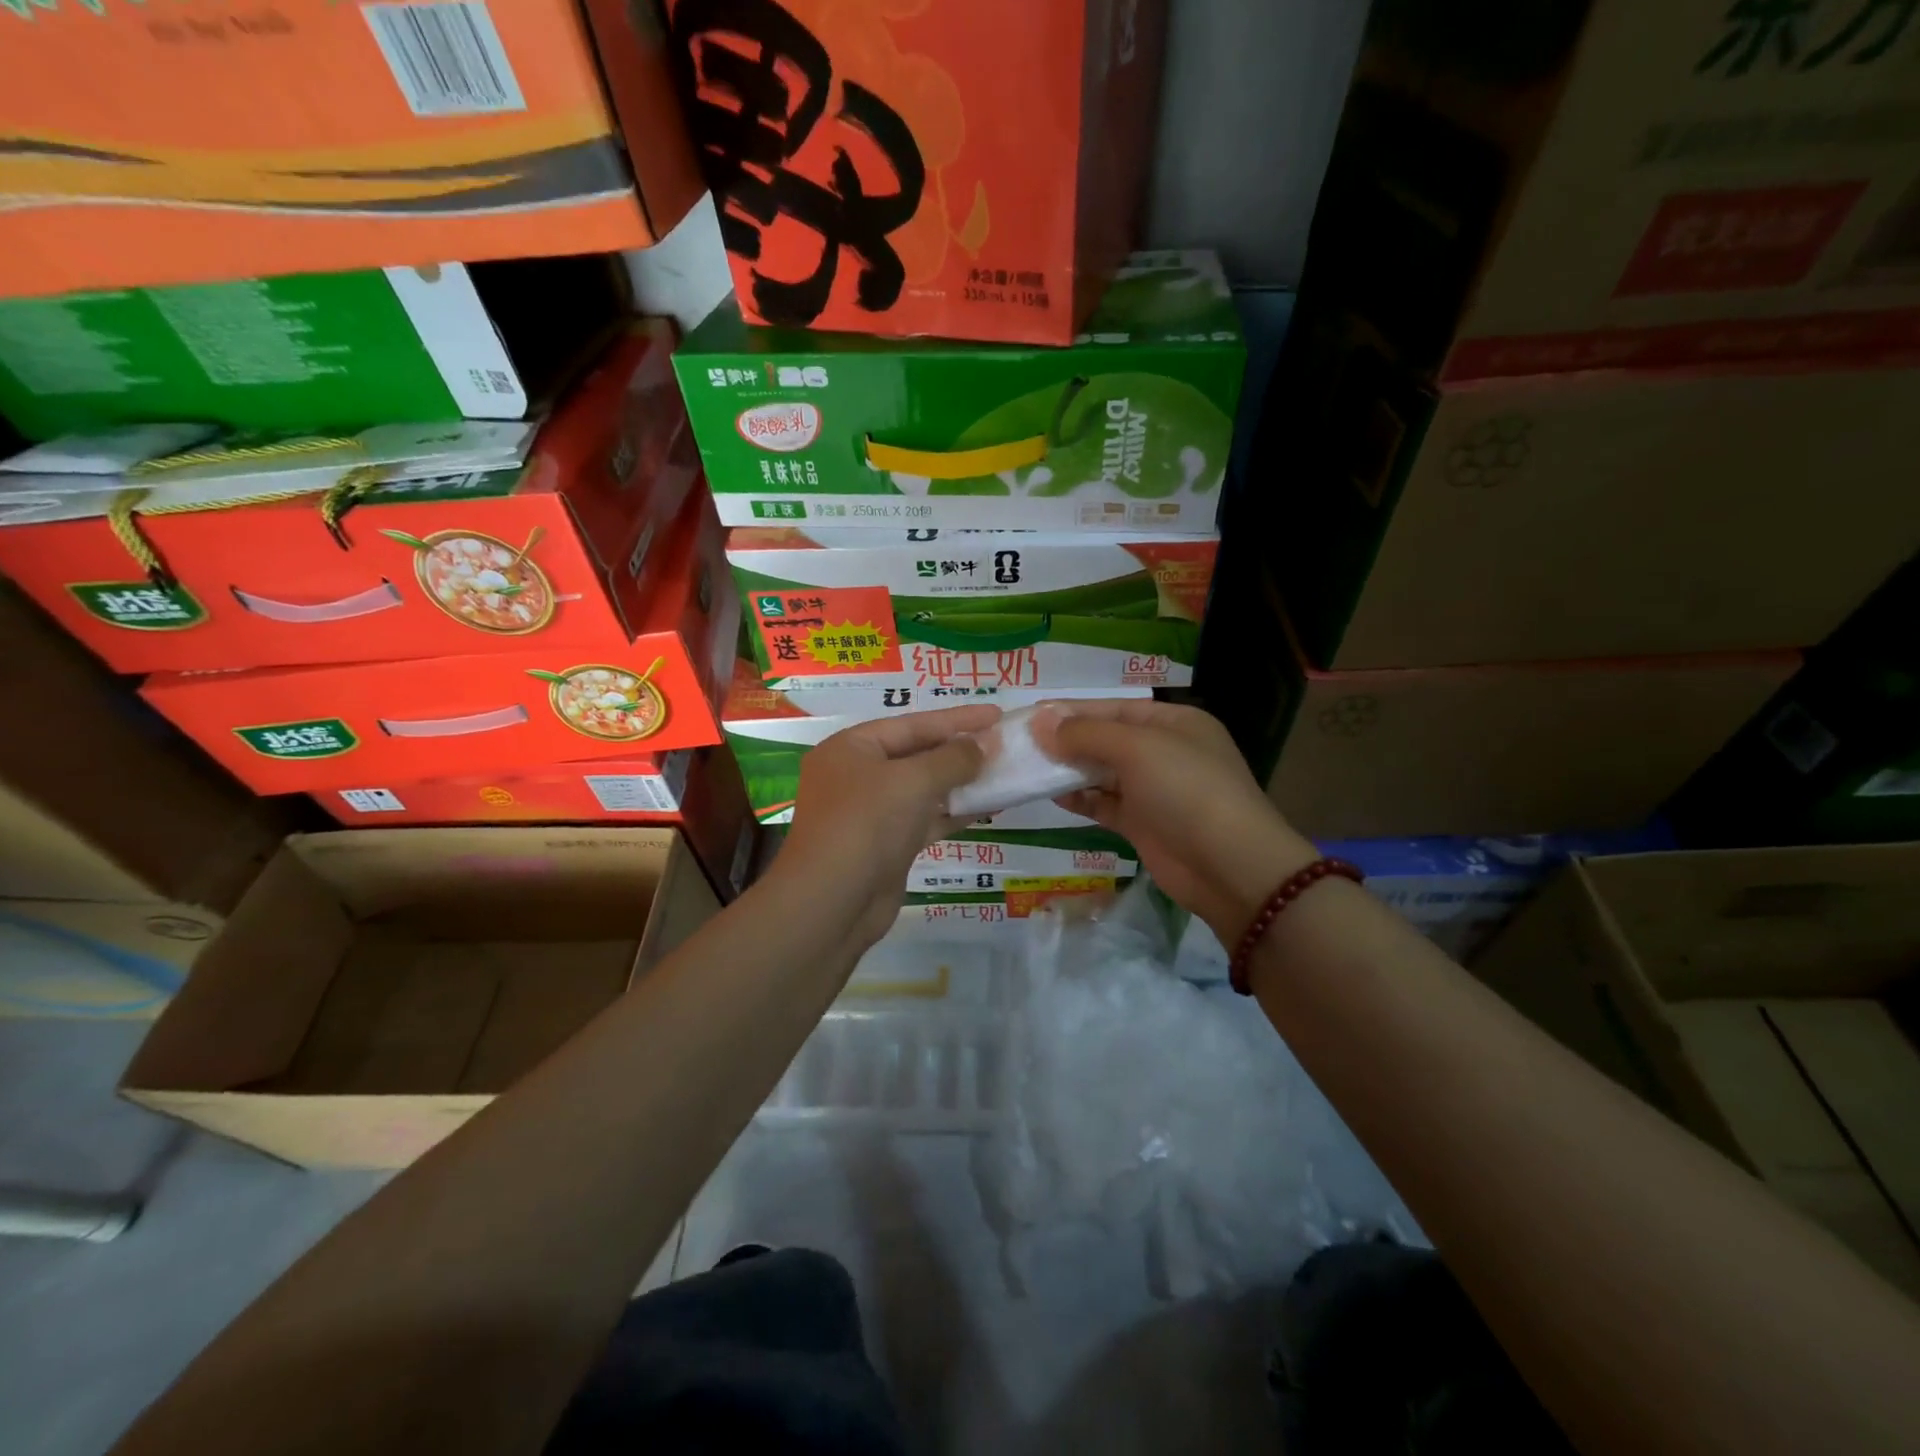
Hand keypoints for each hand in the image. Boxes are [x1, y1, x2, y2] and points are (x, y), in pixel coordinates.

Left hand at [774, 702, 1000, 946]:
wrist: (832, 904)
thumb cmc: (866, 824)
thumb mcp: (913, 781)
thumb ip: (953, 759)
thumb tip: (985, 743)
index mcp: (851, 748)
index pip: (912, 724)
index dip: (957, 719)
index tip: (997, 714)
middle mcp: (857, 775)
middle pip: (917, 754)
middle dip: (960, 750)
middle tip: (1005, 743)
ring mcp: (870, 813)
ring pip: (923, 789)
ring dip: (962, 782)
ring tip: (1004, 772)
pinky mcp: (886, 846)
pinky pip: (925, 819)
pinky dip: (954, 812)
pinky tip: (989, 807)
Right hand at [1033, 699, 1318, 941]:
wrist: (1228, 866)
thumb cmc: (1186, 790)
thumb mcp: (1137, 748)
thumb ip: (1086, 734)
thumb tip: (1040, 722)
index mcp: (1173, 722)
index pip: (1113, 708)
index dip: (1071, 710)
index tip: (1030, 715)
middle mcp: (1164, 752)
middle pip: (1106, 739)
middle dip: (1066, 740)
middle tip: (1020, 743)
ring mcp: (1154, 790)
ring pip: (1102, 772)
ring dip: (1069, 770)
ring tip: (1028, 768)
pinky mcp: (1144, 824)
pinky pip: (1105, 804)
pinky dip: (1081, 799)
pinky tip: (1052, 795)